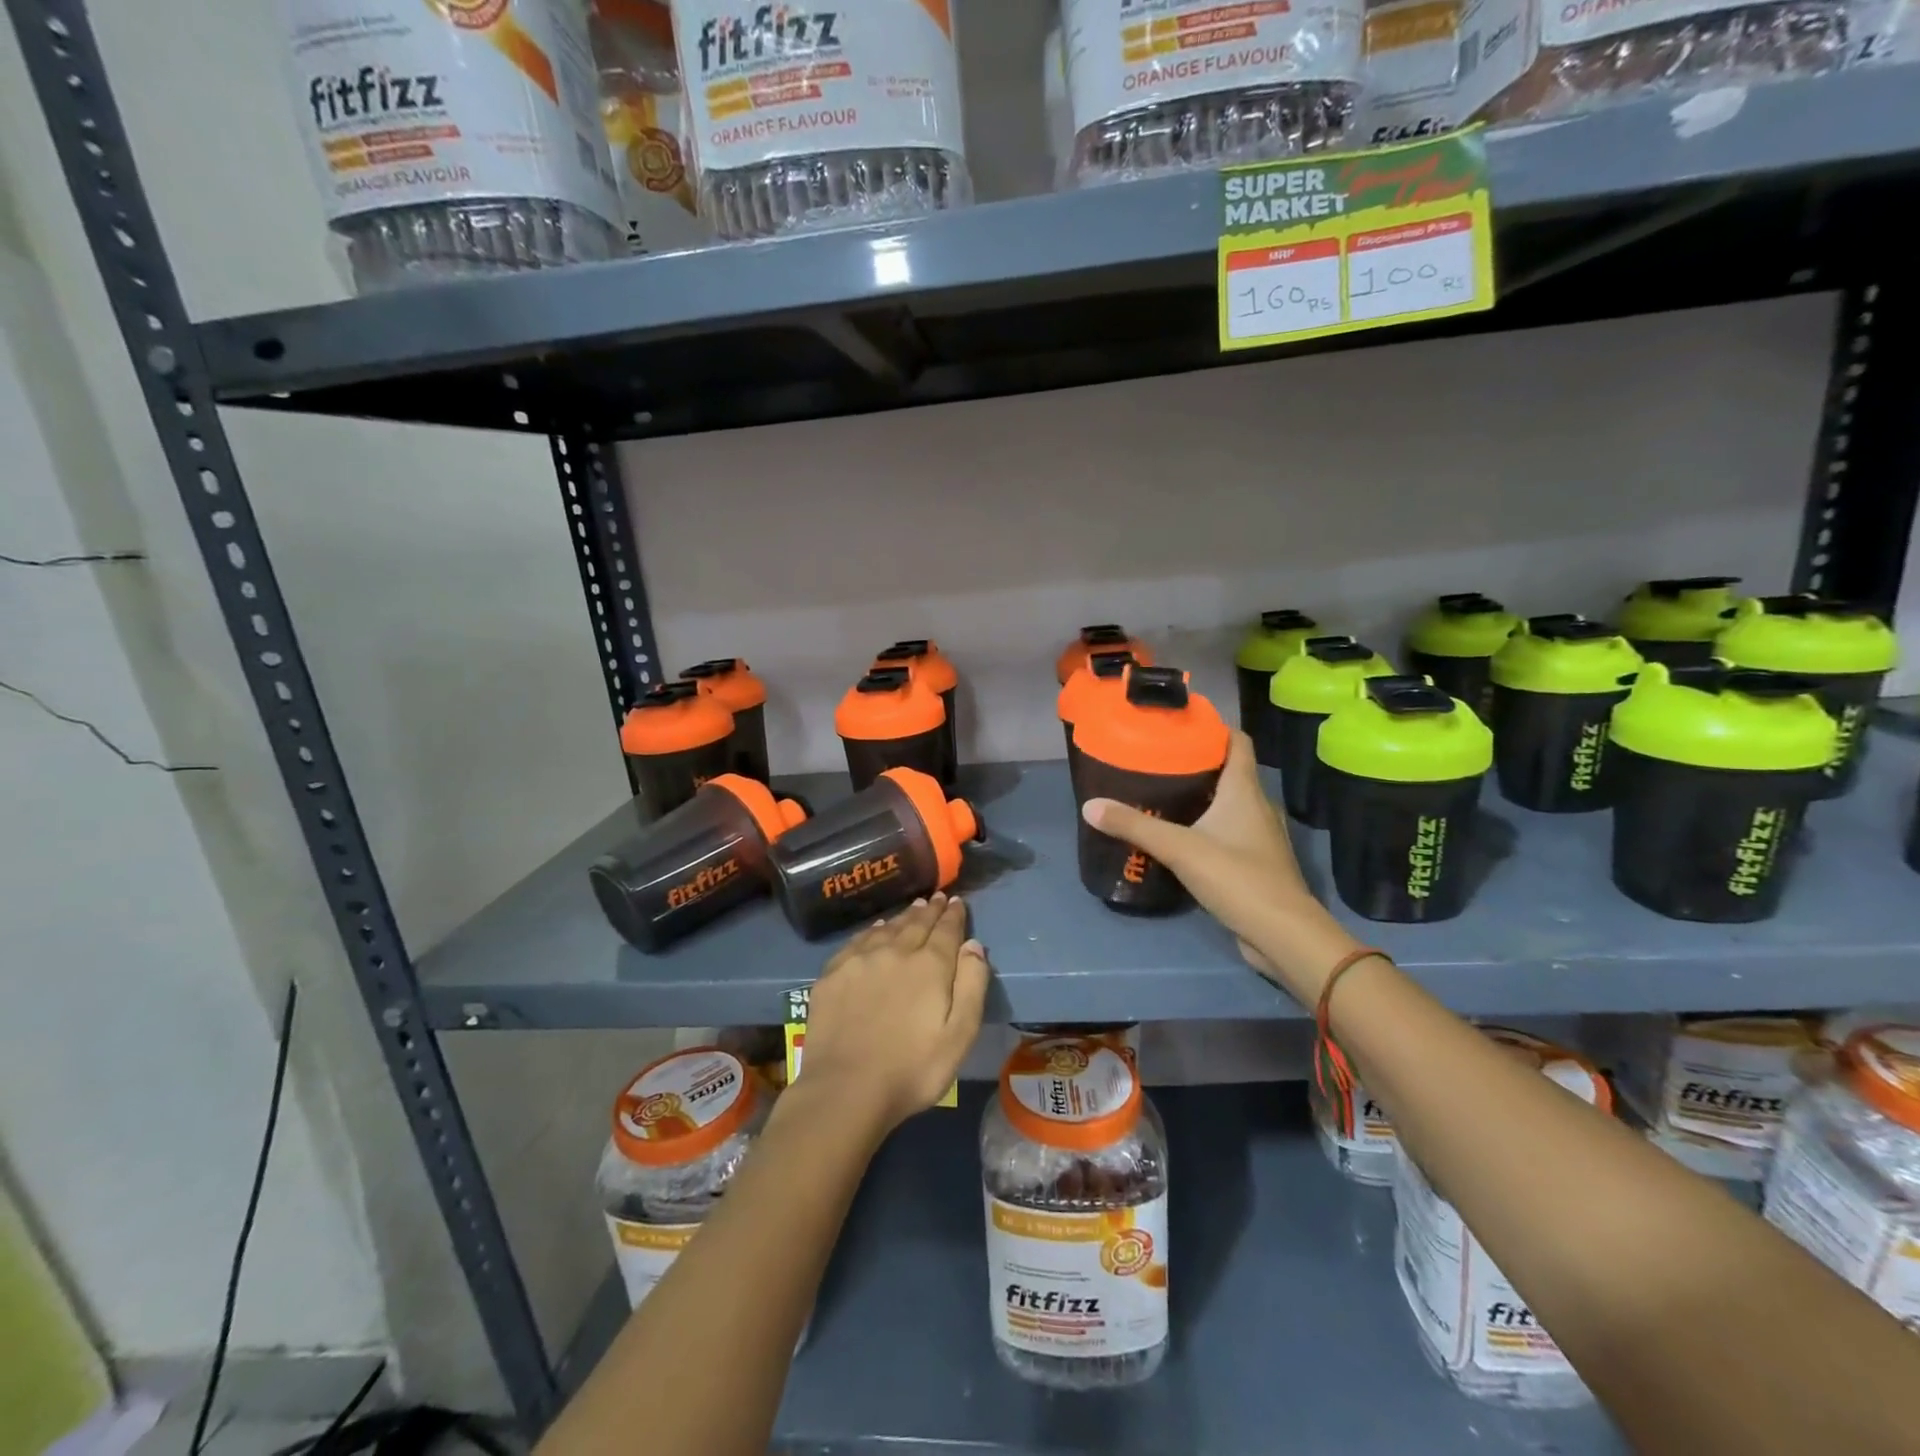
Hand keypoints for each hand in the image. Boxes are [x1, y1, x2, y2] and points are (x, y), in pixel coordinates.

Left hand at [796, 893, 989, 1131]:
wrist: (845, 1089)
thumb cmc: (912, 1069)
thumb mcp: (959, 1035)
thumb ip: (971, 985)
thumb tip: (973, 945)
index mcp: (929, 965)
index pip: (946, 930)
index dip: (954, 915)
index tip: (957, 902)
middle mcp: (895, 952)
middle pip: (916, 923)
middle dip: (930, 910)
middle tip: (937, 898)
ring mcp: (860, 961)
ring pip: (887, 928)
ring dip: (904, 917)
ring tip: (913, 908)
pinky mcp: (833, 974)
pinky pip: (858, 941)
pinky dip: (872, 931)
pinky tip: (876, 930)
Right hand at [1081, 731, 1359, 1001]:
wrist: (1282, 935)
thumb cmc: (1237, 877)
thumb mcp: (1179, 848)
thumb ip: (1134, 826)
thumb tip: (1090, 806)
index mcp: (1245, 791)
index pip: (1238, 742)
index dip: (1213, 728)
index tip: (1180, 724)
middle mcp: (1256, 807)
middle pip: (1228, 772)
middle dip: (1196, 763)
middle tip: (1156, 760)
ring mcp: (1258, 838)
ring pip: (1227, 805)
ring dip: (1199, 797)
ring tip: (1160, 795)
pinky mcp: (1254, 865)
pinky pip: (1227, 834)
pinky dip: (1204, 828)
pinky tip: (1178, 837)